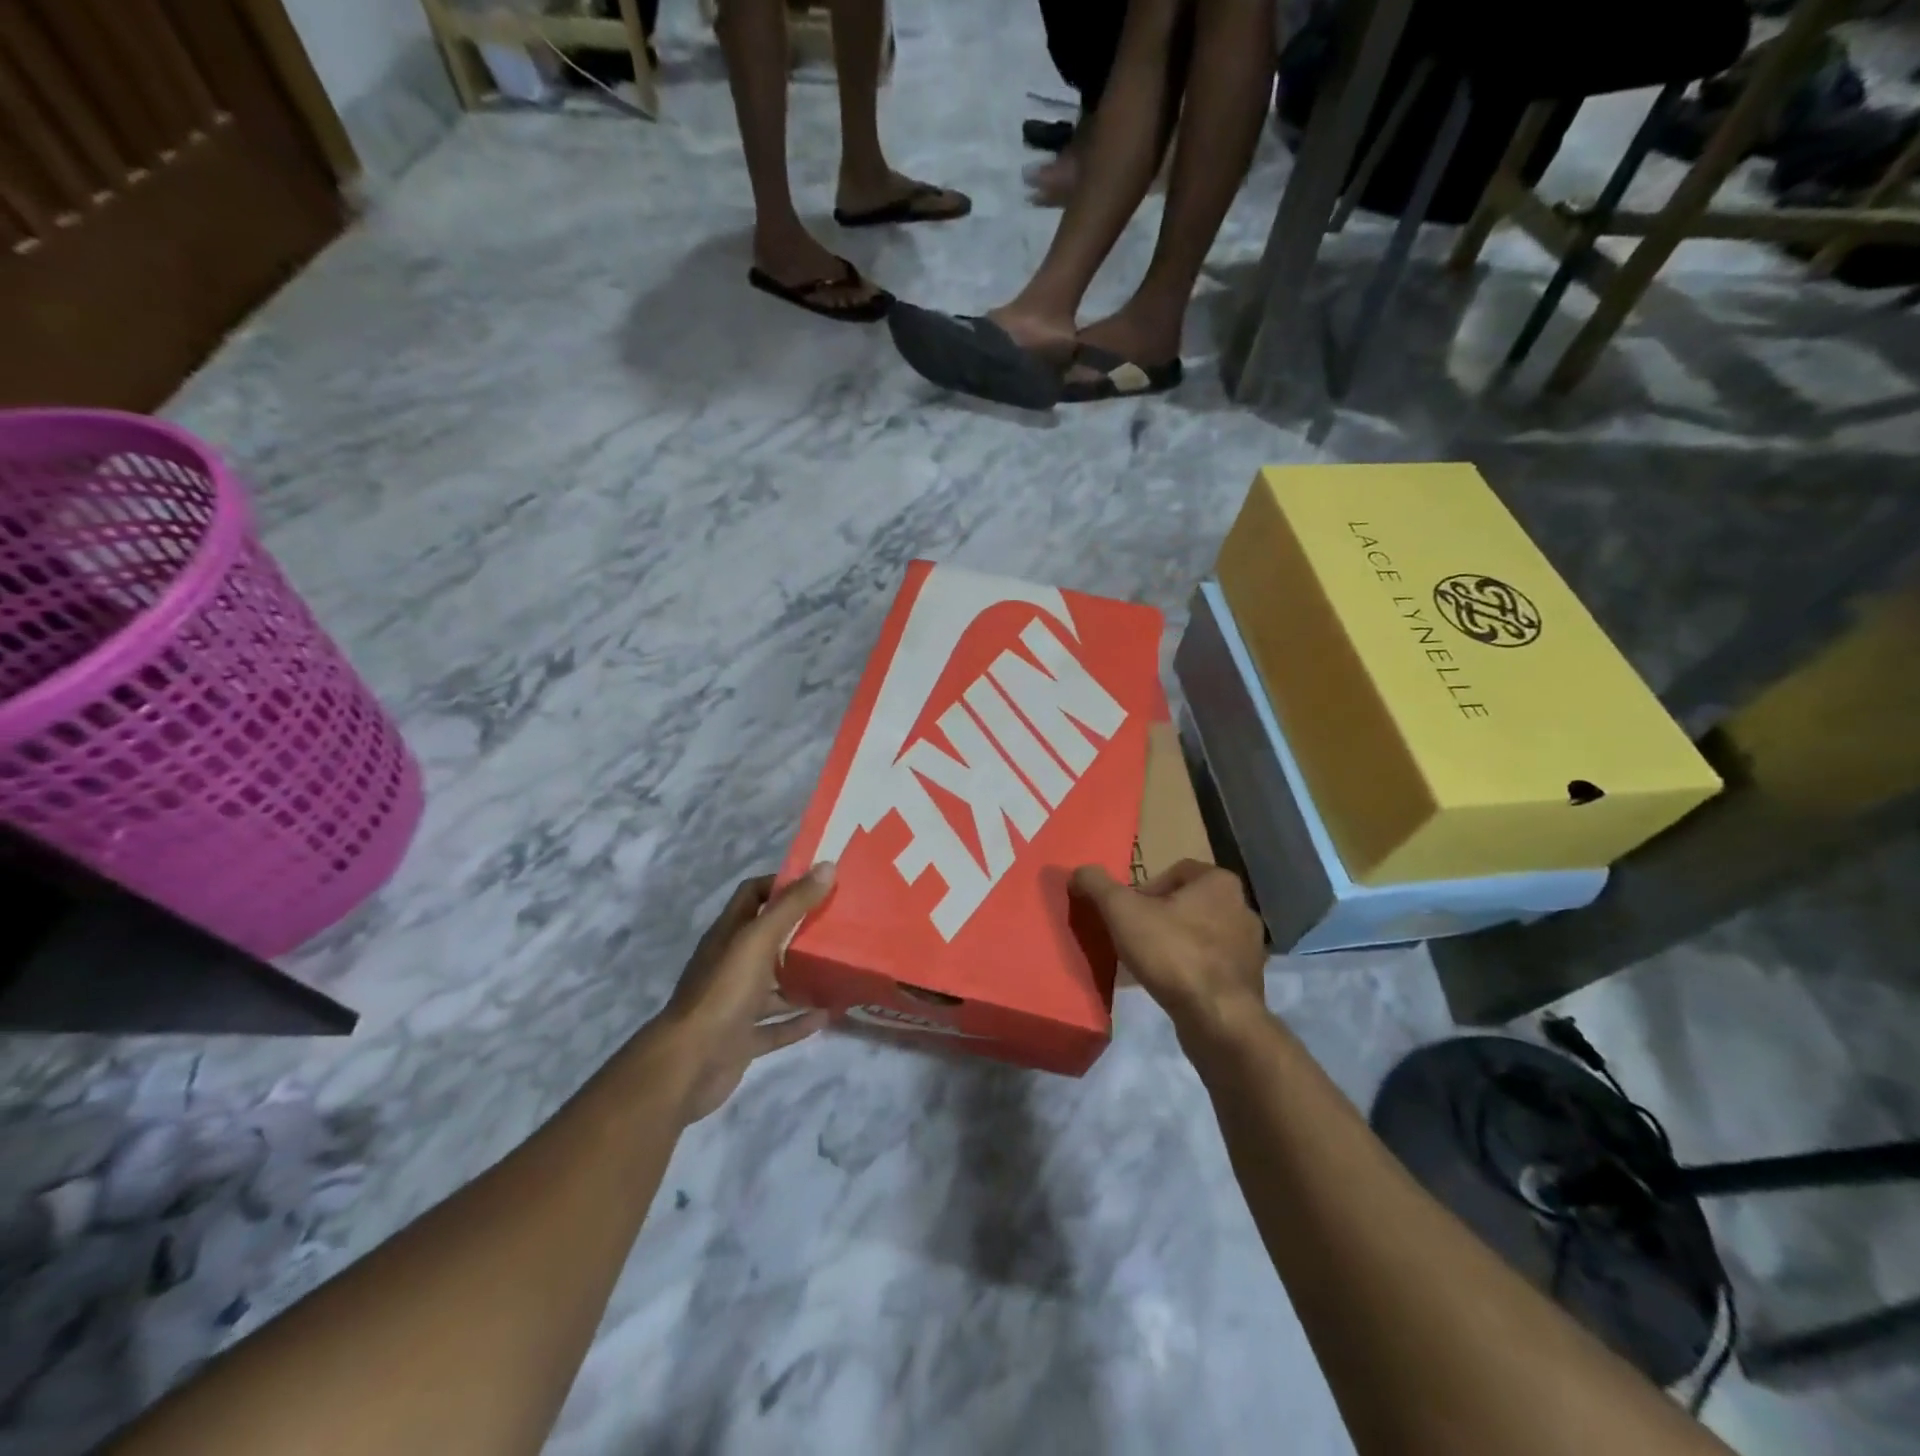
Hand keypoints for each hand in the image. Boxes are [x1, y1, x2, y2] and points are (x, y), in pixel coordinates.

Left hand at [655, 865, 834, 1122]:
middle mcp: (730, 964)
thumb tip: (827, 866)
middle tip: (839, 924)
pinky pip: (776, 1026)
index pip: (752, 895)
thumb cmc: (723, 992)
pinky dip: (799, 1021)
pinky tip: (828, 1015)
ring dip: (802, 979)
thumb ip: (792, 906)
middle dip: (799, 931)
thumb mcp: (758, 941)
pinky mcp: (742, 1038)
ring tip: (840, 970)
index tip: (817, 883)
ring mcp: (735, 1003)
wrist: (688, 1064)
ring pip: (773, 985)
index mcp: (728, 935)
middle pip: (766, 939)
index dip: (781, 884)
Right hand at [1070, 860, 1266, 1038]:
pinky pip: (1211, 964)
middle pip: (1187, 903)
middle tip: (1134, 937)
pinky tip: (1170, 985)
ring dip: (1175, 943)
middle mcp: (1241, 906)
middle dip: (1159, 917)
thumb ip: (1097, 885)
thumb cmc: (1172, 953)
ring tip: (1149, 964)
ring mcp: (1250, 946)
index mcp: (1219, 881)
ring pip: (1200, 933)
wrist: (1219, 1020)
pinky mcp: (1248, 979)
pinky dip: (1190, 968)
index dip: (1145, 890)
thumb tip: (1078, 873)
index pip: (1174, 871)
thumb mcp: (1122, 911)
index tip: (1128, 914)